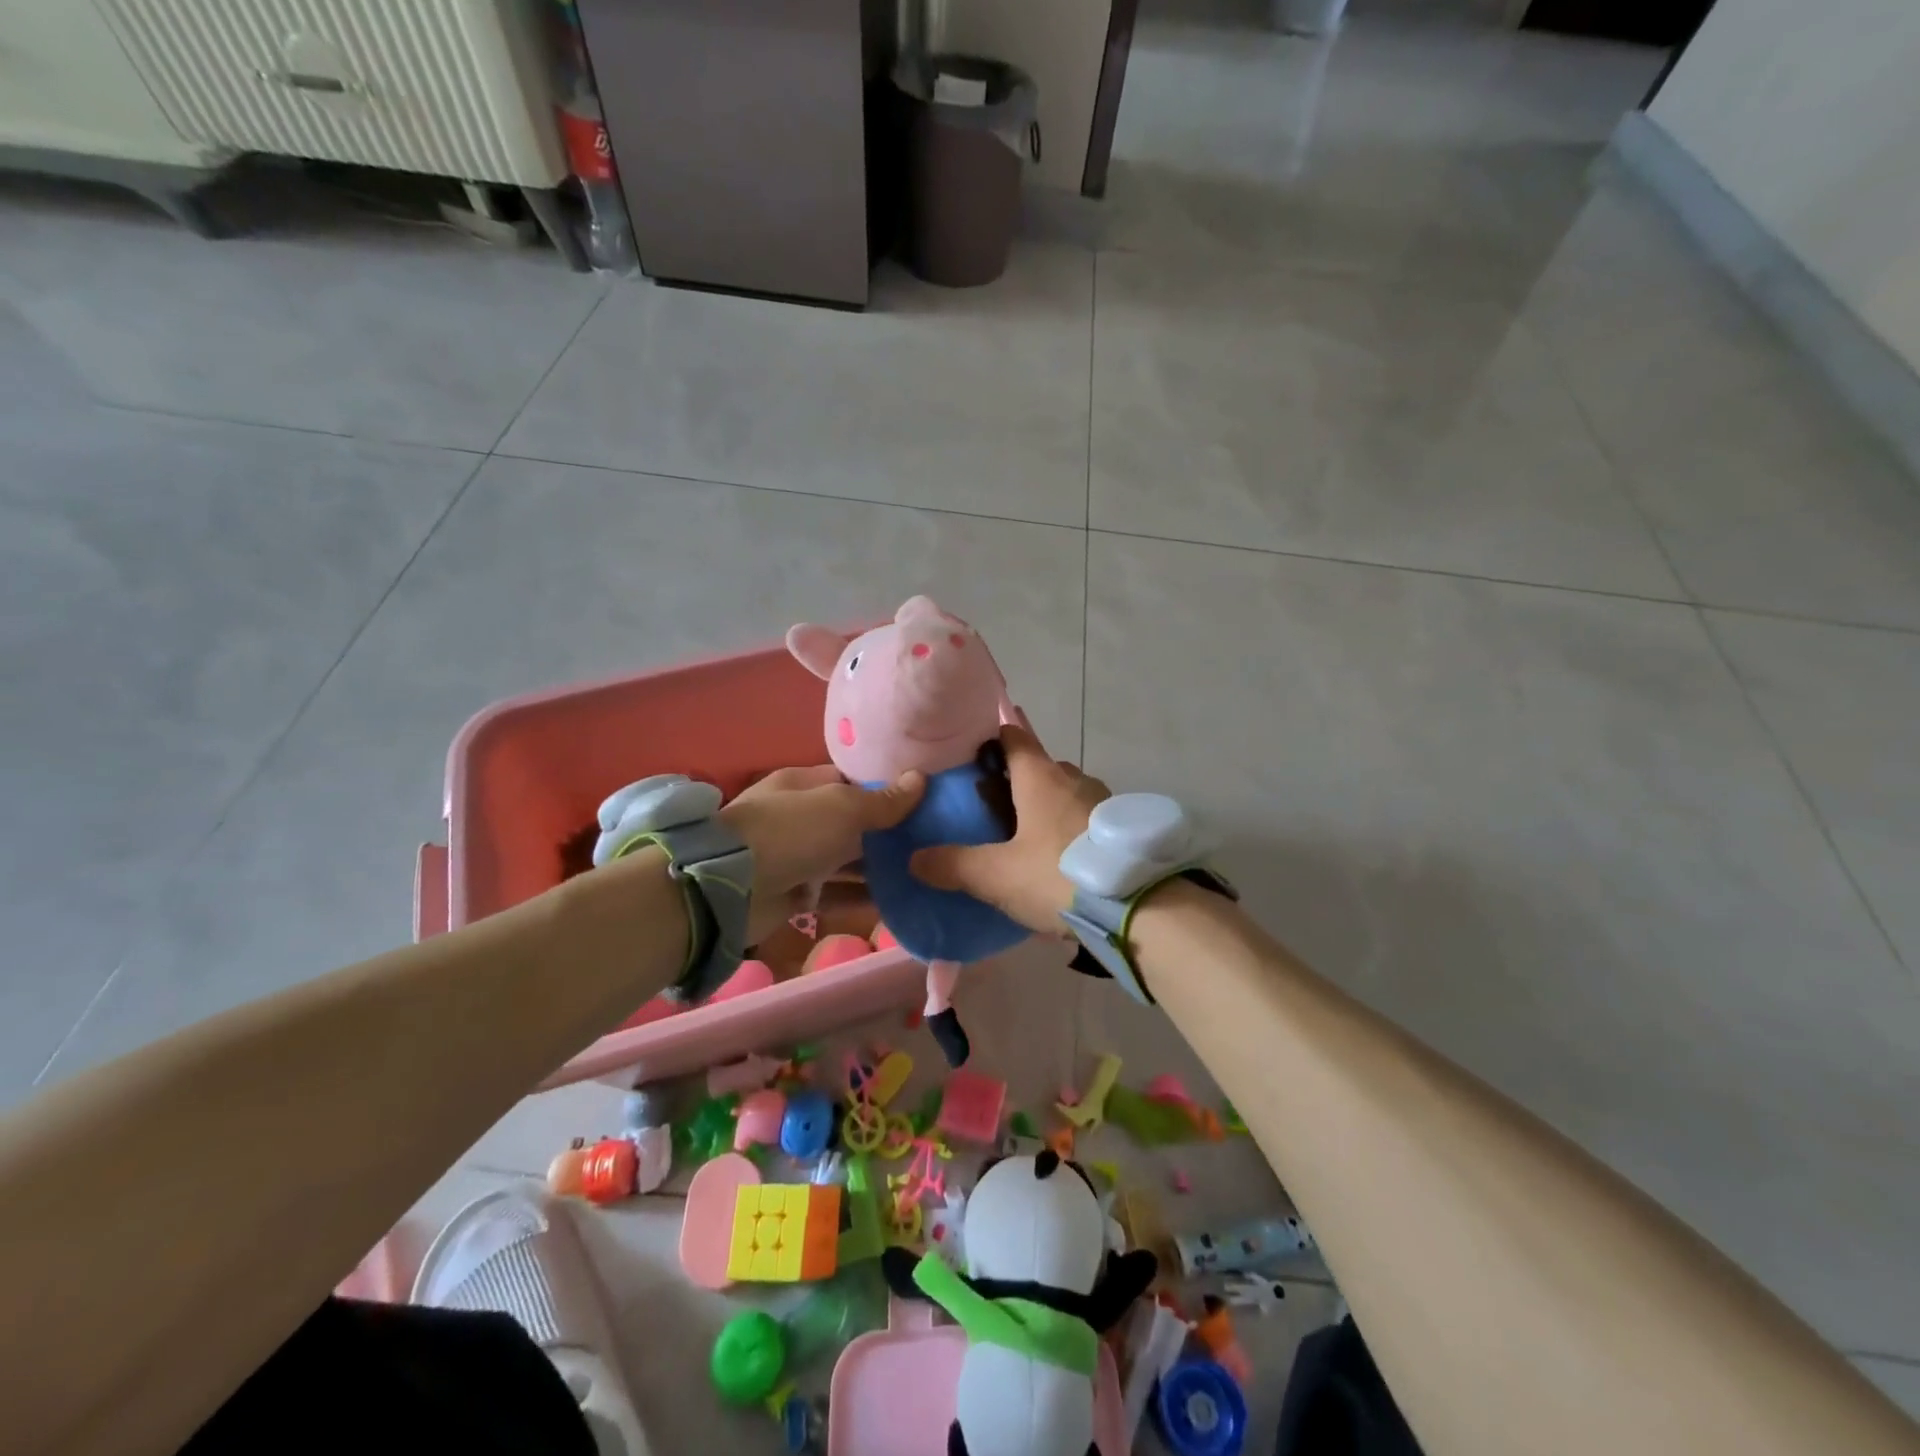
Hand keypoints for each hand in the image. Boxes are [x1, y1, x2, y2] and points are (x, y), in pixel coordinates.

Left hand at [721, 765, 923, 941]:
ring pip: (845, 860)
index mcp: (802, 785)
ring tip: (921, 872)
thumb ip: (883, 800)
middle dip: (885, 832)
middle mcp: (798, 818)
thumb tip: (921, 779)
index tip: (921, 802)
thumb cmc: (789, 832)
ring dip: (877, 868)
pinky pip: (835, 893)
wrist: (729, 890)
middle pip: (850, 823)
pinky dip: (861, 897)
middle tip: (930, 840)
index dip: (884, 790)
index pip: (850, 782)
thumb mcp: (842, 808)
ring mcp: (795, 857)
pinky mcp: (794, 894)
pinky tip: (896, 901)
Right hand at [909, 724, 1109, 933]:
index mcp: (1041, 777)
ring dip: (1048, 807)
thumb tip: (914, 858)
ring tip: (1028, 840)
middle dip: (1017, 782)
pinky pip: (1088, 818)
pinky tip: (1062, 860)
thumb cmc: (1058, 875)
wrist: (1139, 906)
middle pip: (1039, 768)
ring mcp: (1104, 801)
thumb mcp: (997, 876)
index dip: (991, 741)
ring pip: (1066, 794)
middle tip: (994, 811)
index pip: (1013, 737)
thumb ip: (954, 865)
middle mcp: (1074, 778)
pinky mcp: (1123, 828)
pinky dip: (1072, 829)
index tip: (972, 758)